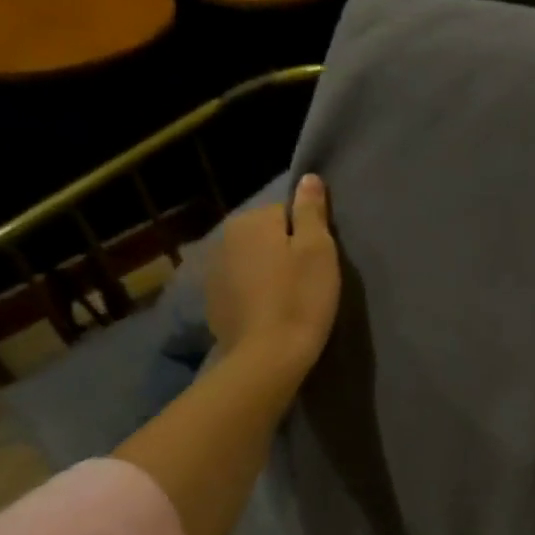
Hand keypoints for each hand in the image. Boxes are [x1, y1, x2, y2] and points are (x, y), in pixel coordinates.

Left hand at [205, 174, 340, 386]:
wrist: (268, 356)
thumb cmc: (301, 297)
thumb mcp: (318, 250)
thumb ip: (311, 211)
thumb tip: (308, 178)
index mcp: (250, 222)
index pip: (287, 212)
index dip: (308, 234)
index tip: (320, 259)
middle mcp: (224, 239)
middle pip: (267, 235)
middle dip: (285, 250)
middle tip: (309, 278)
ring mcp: (214, 273)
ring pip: (253, 260)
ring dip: (269, 271)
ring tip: (290, 297)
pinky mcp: (213, 302)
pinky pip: (242, 285)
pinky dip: (255, 292)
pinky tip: (271, 312)